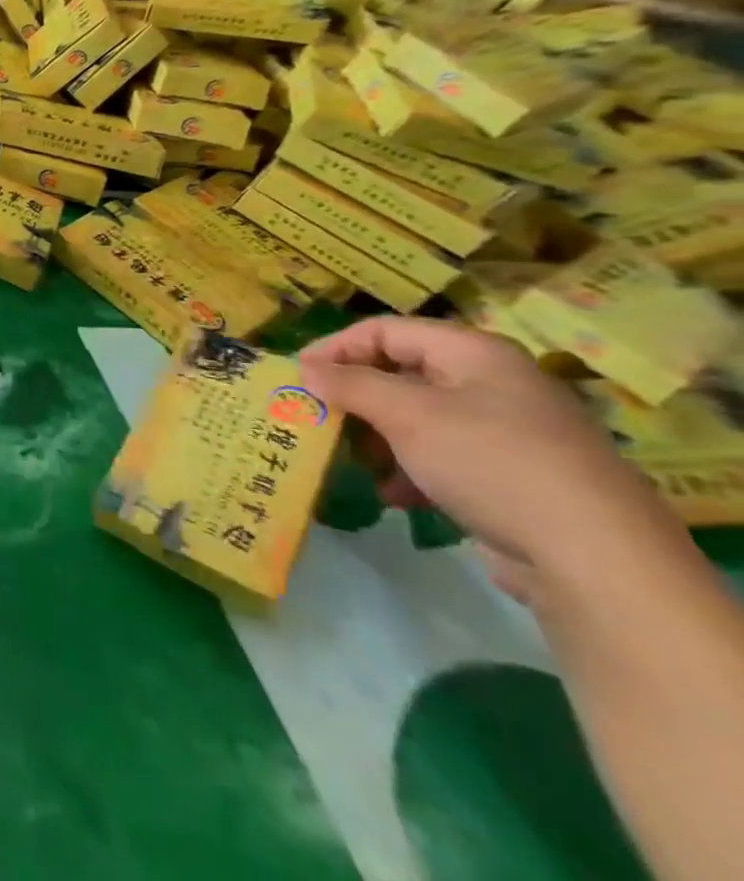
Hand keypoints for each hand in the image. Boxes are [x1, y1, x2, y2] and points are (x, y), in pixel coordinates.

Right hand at [299, 317, 683, 602]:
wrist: (595, 561)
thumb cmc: (490, 462)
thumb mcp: (406, 415)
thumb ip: (349, 385)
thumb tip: (306, 370)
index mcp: (474, 353)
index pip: (384, 331)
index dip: (335, 348)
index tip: (297, 377)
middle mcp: (492, 383)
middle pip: (400, 373)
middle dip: (355, 397)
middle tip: (317, 419)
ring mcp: (507, 432)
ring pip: (418, 418)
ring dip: (377, 437)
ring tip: (353, 462)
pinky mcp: (512, 477)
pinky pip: (443, 457)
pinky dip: (410, 469)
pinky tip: (394, 496)